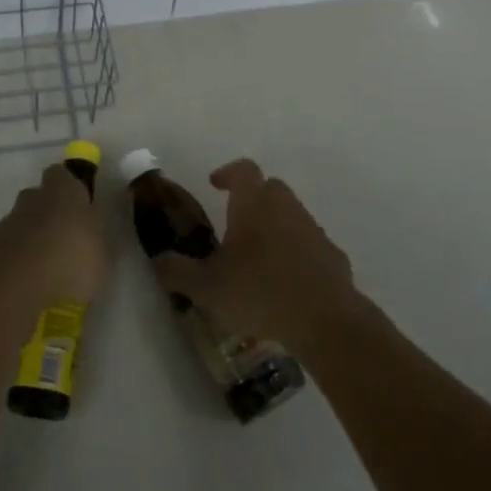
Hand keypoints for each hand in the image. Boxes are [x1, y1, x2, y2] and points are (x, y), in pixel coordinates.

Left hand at [0, 160, 108, 308]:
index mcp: (63, 192)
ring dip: (30, 242)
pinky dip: (15, 263)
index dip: (68, 187)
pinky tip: (25, 286)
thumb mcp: (101, 254)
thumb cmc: (70, 262)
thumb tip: (88, 236)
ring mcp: (6, 224)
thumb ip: (94, 240)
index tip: (78, 206)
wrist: (14, 287)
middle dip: (48, 215)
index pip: (62, 175)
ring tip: (45, 273)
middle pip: (38, 198)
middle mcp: (32, 200)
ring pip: (20, 225)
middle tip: (62, 242)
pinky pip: (6, 251)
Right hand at [152, 159, 361, 356]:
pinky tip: (288, 281)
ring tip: (259, 257)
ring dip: (276, 226)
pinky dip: (298, 253)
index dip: (228, 173)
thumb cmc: (259, 292)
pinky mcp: (333, 256)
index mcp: (254, 204)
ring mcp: (313, 230)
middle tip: (236, 222)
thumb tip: (157, 261)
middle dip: (253, 198)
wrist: (325, 320)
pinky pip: (310, 245)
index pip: (243, 170)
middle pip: (270, 188)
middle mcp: (285, 207)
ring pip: (292, 215)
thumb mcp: (207, 287)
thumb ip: (178, 271)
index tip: (215, 183)